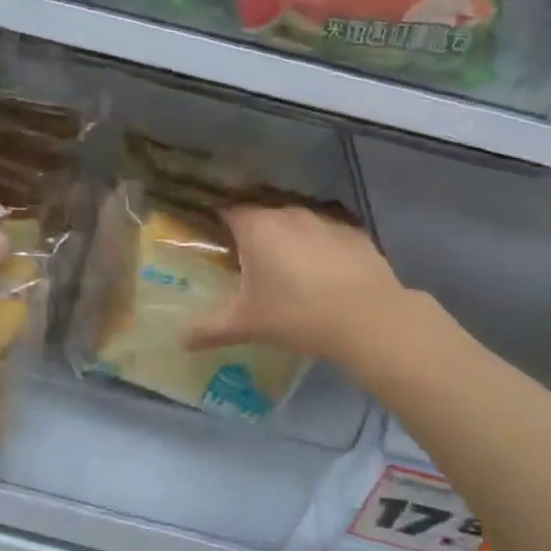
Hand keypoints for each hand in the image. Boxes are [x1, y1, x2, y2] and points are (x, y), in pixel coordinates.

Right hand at [185, 204, 418, 366]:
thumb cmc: (297, 314)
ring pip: (296, 222)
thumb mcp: (248, 324)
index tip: (215, 240)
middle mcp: (289, 214)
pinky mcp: (355, 233)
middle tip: (248, 260)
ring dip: (288, 237)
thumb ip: (211, 329)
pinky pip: (327, 234)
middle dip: (253, 232)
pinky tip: (324, 272)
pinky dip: (320, 246)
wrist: (369, 319)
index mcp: (257, 227)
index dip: (219, 222)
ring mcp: (325, 220)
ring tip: (287, 267)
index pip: (228, 211)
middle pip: (262, 214)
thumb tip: (181, 340)